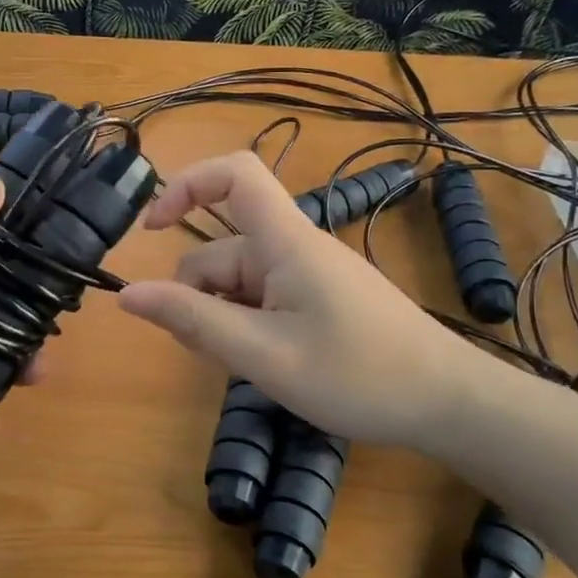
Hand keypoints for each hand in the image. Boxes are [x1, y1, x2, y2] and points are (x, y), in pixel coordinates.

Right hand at [119, 151, 500, 447]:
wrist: (449, 403)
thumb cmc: (359, 376)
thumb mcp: (264, 354)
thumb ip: (193, 321)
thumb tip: (128, 294)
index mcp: (285, 242)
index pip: (234, 174)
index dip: (186, 186)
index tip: (152, 229)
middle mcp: (294, 248)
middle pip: (224, 249)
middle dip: (198, 295)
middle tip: (204, 352)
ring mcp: (310, 275)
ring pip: (241, 282)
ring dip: (222, 318)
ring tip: (242, 368)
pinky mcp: (321, 300)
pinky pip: (265, 300)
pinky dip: (248, 326)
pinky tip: (262, 365)